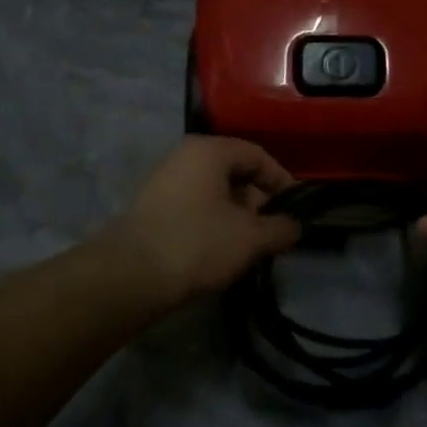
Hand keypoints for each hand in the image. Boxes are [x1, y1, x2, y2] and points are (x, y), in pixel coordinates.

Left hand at [106, 136, 302, 307]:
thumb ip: (280, 228)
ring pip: (213, 191)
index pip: (257, 155)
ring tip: (249, 245)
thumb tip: (294, 226)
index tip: (296, 209)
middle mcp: (184, 156)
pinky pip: (194, 205)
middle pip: (234, 172)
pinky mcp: (152, 206)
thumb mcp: (250, 238)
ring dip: (236, 214)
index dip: (282, 181)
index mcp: (209, 151)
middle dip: (258, 201)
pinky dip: (213, 221)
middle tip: (272, 231)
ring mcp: (164, 180)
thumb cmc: (198, 244)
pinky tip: (220, 249)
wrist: (131, 276)